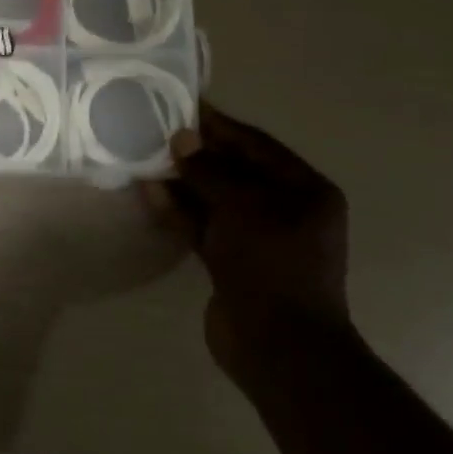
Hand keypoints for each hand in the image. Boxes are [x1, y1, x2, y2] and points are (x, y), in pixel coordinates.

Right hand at [142, 103, 349, 377]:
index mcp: (305, 191)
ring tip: (147, 157)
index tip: (186, 105)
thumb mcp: (242, 207)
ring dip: (184, 181)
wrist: (278, 348)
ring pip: (215, 199)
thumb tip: (182, 138)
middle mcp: (285, 210)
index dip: (221, 126)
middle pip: (235, 171)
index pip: (258, 145)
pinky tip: (150, 193)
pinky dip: (180, 211)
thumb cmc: (272, 265)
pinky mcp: (233, 262)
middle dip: (198, 153)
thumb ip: (209, 171)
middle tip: (158, 131)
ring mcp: (257, 239)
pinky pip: (204, 226)